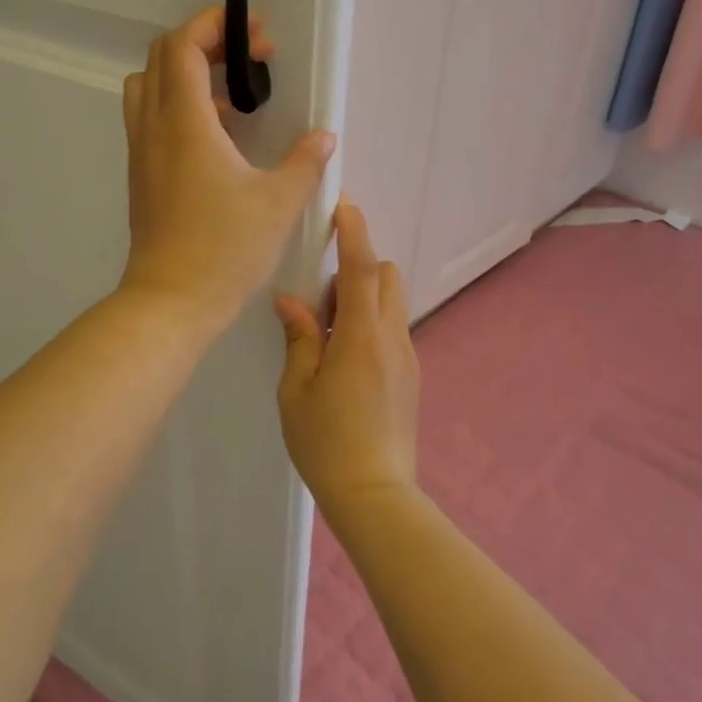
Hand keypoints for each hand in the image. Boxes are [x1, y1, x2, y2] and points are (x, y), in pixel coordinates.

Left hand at [119, 7, 334, 333]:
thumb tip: (324, 138)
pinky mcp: (142, 176)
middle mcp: (154, 128)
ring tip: (233, 98)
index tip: (256, 36)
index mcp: (185, 122)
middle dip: (205, 42)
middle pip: (162, 57)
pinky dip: (179, 107)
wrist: (170, 301)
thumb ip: (305, 163)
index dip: (216, 25)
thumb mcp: (279, 204)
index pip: (184, 45)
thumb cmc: (225, 249)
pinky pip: (151, 119)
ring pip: (149, 87)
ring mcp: (142, 152)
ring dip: (187, 75)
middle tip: (248, 59)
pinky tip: (218, 139)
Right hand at [274, 200, 419, 509]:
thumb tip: (291, 300)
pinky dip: (370, 322)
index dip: (354, 234)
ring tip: (327, 336)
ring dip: (362, 298)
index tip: (344, 207)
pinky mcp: (410, 375)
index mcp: (361, 337)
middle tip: (320, 304)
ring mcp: (407, 357)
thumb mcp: (297, 389)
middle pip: (386, 276)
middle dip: (357, 269)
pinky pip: (391, 328)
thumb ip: (299, 337)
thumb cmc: (325, 443)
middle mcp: (392, 338)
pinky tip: (343, 360)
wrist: (375, 494)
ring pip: (391, 302)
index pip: (361, 269)